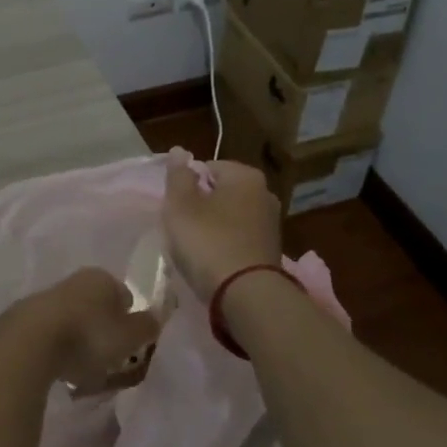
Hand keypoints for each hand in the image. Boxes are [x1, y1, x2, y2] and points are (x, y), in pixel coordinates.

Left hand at [36, 268, 160, 391]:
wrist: (29, 343)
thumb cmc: (89, 336)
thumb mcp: (129, 336)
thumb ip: (147, 327)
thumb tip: (155, 319)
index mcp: (102, 278)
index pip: (125, 296)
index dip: (130, 321)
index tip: (130, 346)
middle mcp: (75, 281)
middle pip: (98, 307)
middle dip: (104, 330)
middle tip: (109, 359)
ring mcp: (47, 298)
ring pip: (74, 320)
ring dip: (80, 341)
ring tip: (83, 370)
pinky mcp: (25, 319)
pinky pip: (52, 335)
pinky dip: (58, 350)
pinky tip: (60, 370)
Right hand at [162, 154, 282, 300]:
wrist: (246, 295)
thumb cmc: (208, 242)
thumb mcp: (181, 205)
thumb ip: (178, 175)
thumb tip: (179, 151)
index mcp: (246, 175)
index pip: (207, 168)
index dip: (186, 186)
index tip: (176, 208)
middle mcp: (264, 193)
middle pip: (219, 192)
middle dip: (200, 207)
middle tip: (182, 228)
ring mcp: (271, 223)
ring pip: (229, 217)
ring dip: (212, 228)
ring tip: (195, 249)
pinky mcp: (270, 250)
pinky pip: (239, 239)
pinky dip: (225, 245)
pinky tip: (213, 262)